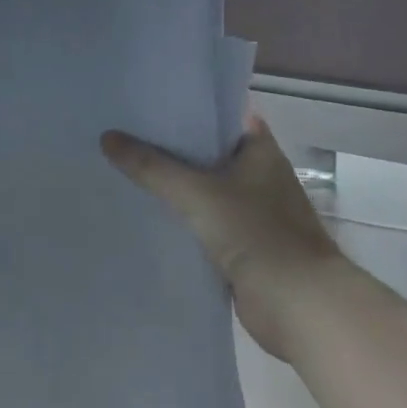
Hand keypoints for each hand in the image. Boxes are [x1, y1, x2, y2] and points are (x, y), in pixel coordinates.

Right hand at [101, 116, 339, 357]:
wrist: (299, 305)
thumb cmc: (257, 233)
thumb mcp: (197, 193)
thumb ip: (151, 167)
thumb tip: (107, 138)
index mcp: (260, 150)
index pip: (220, 114)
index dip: (187, 107)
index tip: (148, 102)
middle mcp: (259, 174)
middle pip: (208, 151)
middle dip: (172, 146)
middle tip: (126, 132)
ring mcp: (253, 210)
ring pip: (204, 187)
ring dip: (175, 184)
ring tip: (127, 168)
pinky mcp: (244, 244)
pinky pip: (204, 221)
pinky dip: (181, 217)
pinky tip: (148, 212)